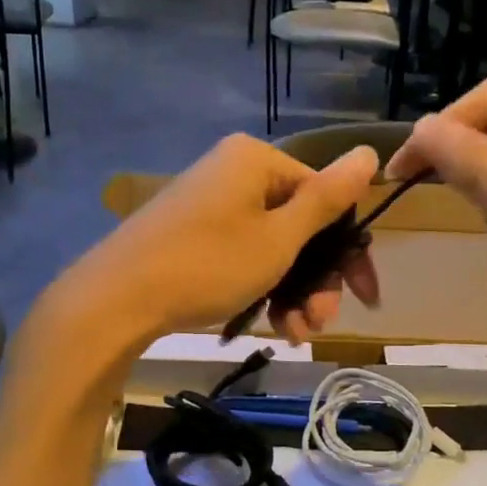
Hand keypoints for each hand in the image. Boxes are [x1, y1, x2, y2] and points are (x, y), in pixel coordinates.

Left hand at [57, 135, 381, 346]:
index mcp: (257, 160)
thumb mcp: (279, 237)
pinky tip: (272, 326)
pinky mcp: (192, 234)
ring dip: (293, 292)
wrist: (117, 299)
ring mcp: (210, 204)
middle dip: (316, 280)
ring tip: (296, 334)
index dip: (349, 251)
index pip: (325, 198)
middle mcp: (234, 173)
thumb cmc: (209, 264)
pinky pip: (243, 255)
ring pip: (272, 247)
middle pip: (298, 226)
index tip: (364, 298)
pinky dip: (261, 288)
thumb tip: (369, 151)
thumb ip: (326, 199)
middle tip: (321, 323)